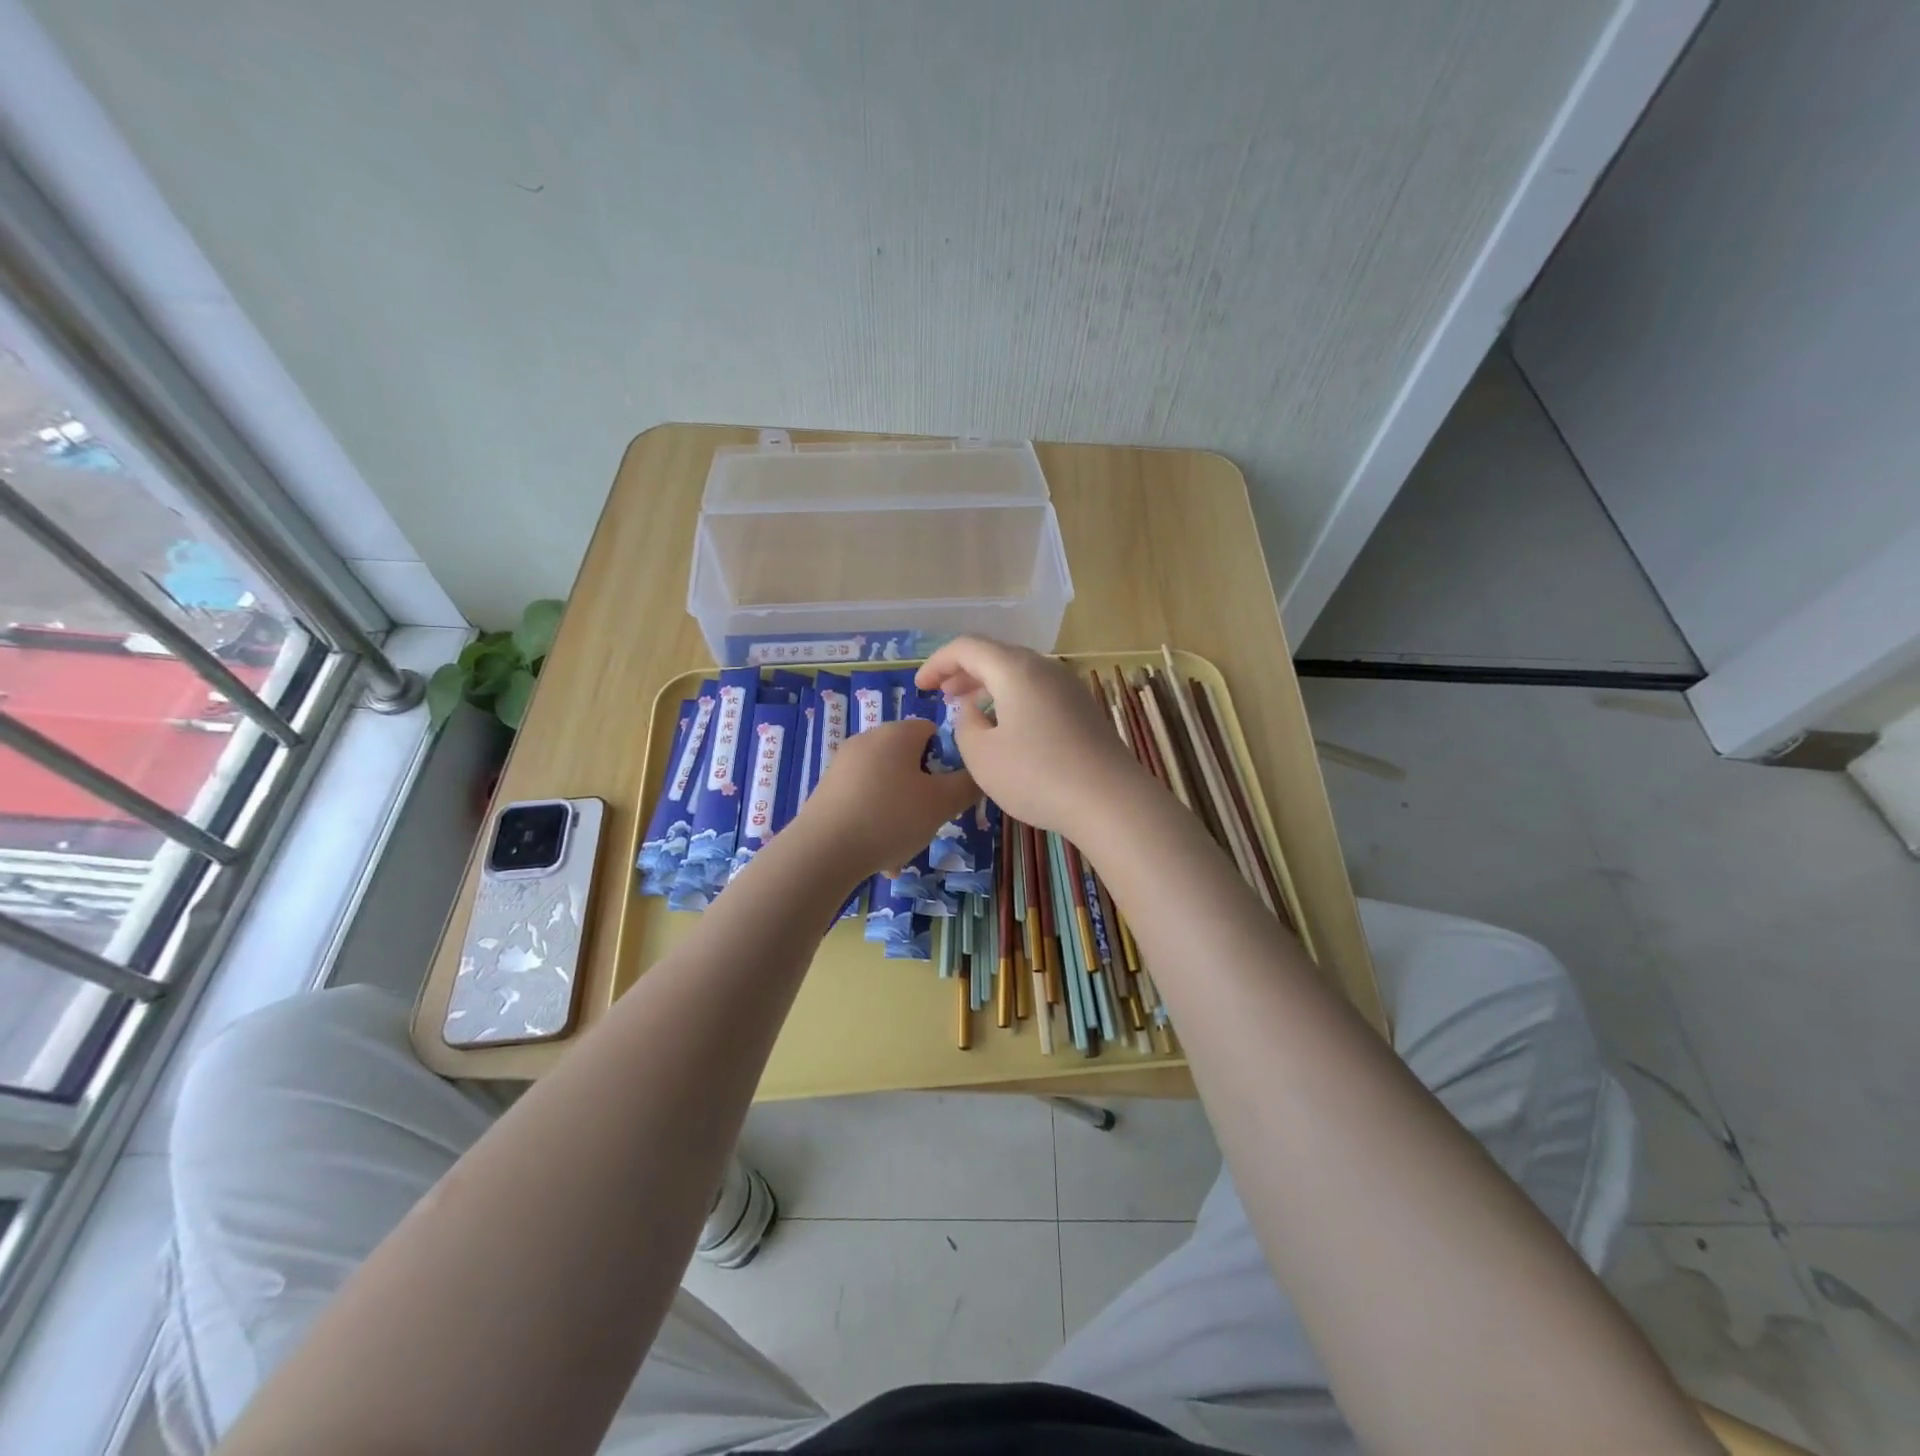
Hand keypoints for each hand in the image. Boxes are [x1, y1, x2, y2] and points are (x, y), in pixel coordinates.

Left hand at [792, 719, 979, 878]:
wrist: (823, 851)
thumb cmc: (890, 818)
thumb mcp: (942, 804)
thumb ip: (968, 785)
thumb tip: (979, 772)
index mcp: (896, 733)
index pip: (933, 731)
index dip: (948, 760)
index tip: (949, 792)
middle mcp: (867, 739)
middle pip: (909, 760)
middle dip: (923, 792)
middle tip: (929, 822)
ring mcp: (843, 764)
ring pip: (888, 786)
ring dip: (901, 814)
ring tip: (903, 848)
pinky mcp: (827, 789)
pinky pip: (864, 801)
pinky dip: (876, 822)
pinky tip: (878, 856)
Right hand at [915, 637, 1147, 838]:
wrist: (1110, 801)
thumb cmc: (1036, 775)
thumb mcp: (982, 755)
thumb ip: (966, 725)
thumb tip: (973, 710)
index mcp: (1015, 669)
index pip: (967, 647)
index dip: (937, 663)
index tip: (920, 687)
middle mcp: (1044, 668)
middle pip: (996, 656)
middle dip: (964, 673)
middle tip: (943, 696)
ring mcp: (1068, 688)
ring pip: (1019, 674)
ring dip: (989, 687)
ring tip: (970, 711)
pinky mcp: (1083, 710)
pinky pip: (1038, 692)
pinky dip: (1013, 700)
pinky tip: (1006, 729)